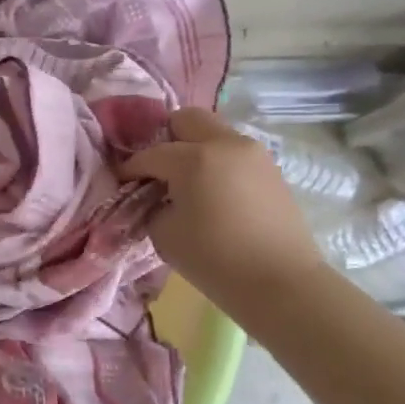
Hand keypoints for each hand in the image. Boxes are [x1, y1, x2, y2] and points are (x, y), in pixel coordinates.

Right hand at [122, 107, 325, 313]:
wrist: (282, 284)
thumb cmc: (215, 260)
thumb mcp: (164, 234)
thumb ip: (152, 205)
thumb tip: (155, 196)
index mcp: (194, 158)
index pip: (150, 154)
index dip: (131, 169)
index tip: (122, 182)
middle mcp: (225, 143)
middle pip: (186, 120)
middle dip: (165, 139)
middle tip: (157, 169)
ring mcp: (253, 153)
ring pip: (214, 133)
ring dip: (194, 148)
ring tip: (186, 181)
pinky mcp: (271, 169)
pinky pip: (234, 152)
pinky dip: (217, 162)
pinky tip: (212, 192)